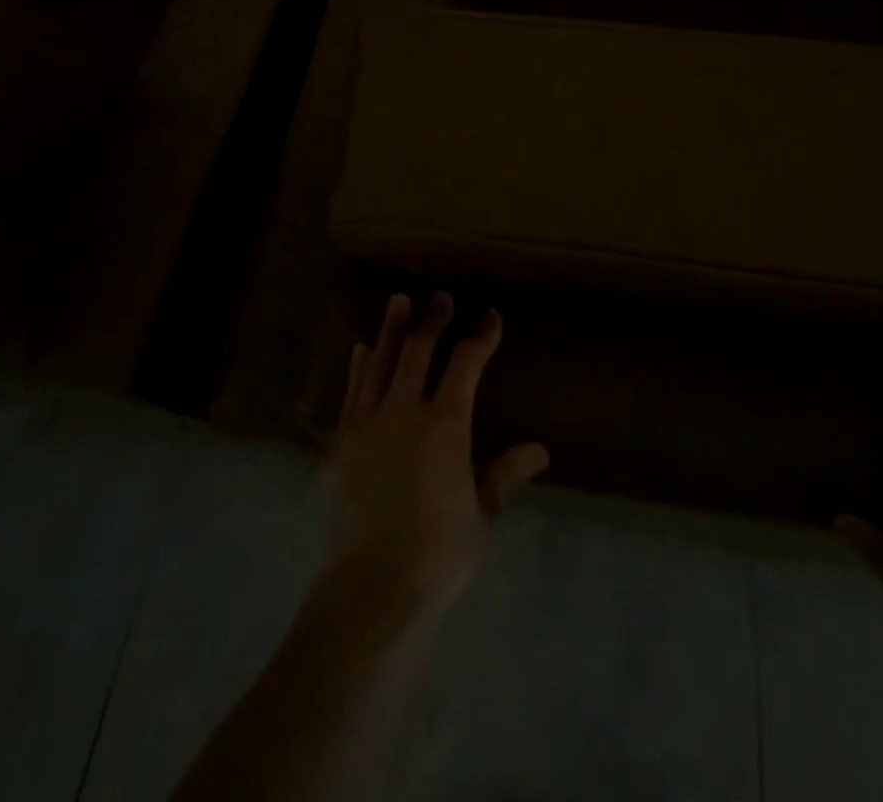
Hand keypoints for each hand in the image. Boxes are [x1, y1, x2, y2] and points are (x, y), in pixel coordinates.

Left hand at [327, 293, 549, 620]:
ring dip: (391, 329)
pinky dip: (359, 366)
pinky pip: (352, 391)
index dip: (481, 336)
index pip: (466, 364)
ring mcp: (369, 422)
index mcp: (446, 423)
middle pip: (419, 351)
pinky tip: (360, 349)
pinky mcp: (343, 440)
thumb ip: (504, 474)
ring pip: (380, 361)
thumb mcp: (482, 513)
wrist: (373, 585)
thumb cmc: (439, 552)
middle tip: (442, 297)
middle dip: (434, 320)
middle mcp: (406, 410)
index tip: (491, 318)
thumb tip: (539, 450)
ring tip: (399, 301)